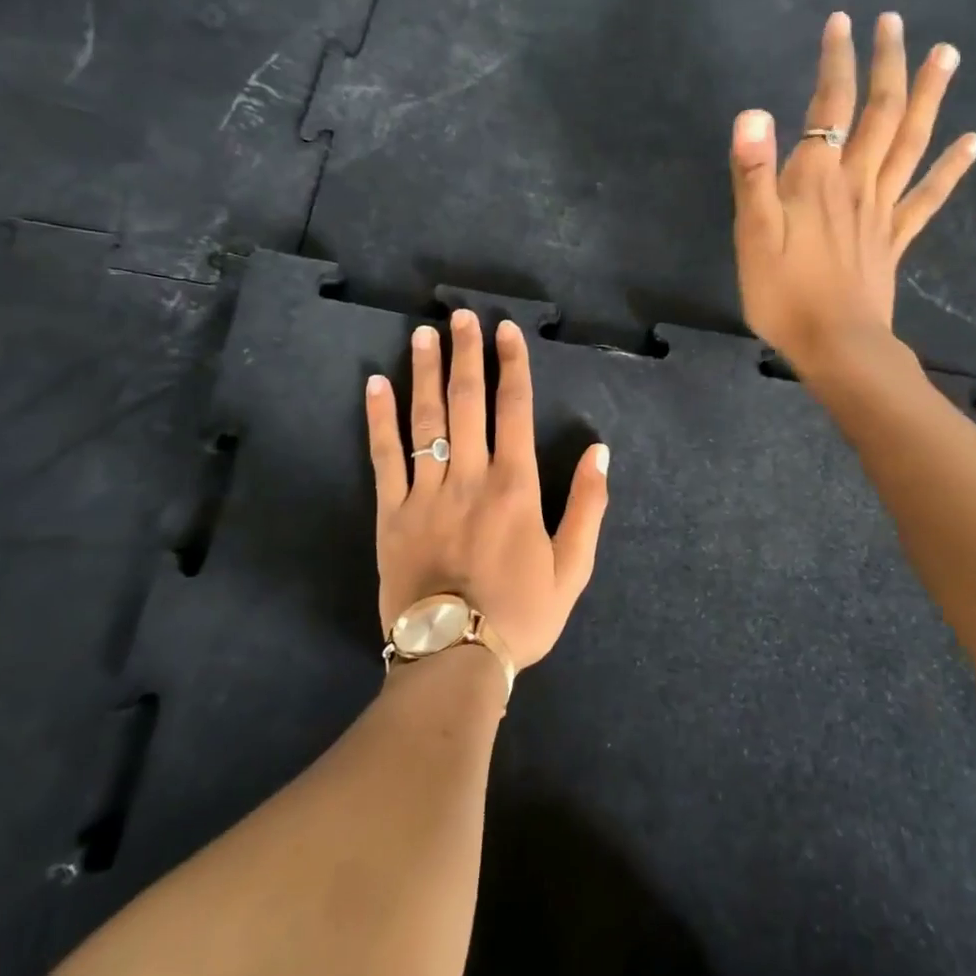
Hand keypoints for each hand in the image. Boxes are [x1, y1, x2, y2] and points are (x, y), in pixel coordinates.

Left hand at [365, 310, 609, 670]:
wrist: (453, 659)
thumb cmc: (520, 614)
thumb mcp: (573, 568)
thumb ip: (588, 507)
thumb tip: (600, 452)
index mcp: (515, 486)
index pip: (514, 409)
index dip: (512, 365)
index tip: (506, 330)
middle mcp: (470, 476)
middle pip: (467, 402)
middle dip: (466, 354)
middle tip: (461, 316)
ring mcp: (426, 492)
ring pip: (426, 419)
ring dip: (425, 372)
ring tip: (422, 334)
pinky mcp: (391, 513)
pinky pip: (384, 457)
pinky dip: (379, 419)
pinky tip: (375, 385)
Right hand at [730, 11, 975, 369]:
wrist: (835, 345)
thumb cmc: (784, 293)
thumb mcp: (752, 235)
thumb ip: (753, 174)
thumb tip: (753, 113)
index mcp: (817, 180)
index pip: (829, 108)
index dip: (836, 63)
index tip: (843, 22)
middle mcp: (856, 183)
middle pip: (880, 114)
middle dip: (887, 64)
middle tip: (897, 22)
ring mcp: (882, 210)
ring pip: (911, 143)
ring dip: (929, 97)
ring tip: (947, 55)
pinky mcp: (894, 238)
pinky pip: (927, 197)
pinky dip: (951, 167)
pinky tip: (972, 142)